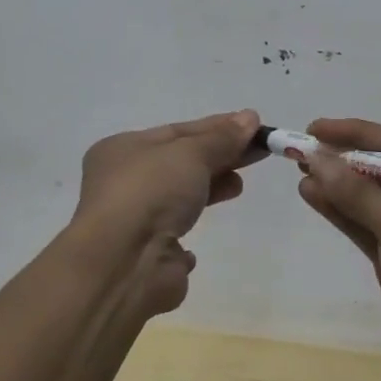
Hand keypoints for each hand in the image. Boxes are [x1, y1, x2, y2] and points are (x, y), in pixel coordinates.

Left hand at [69, 109, 265, 316]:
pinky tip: (207, 225)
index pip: (178, 131)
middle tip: (258, 152)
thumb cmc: (151, 192)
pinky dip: (190, 228)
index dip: (217, 128)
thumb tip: (250, 117)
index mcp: (123, 149)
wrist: (124, 263)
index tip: (253, 127)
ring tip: (239, 185)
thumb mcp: (191, 153)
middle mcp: (124, 182)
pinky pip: (173, 234)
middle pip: (181, 162)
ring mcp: (135, 219)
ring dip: (211, 187)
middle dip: (219, 156)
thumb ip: (222, 138)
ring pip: (179, 196)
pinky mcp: (149, 254)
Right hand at [293, 118, 380, 380]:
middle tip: (300, 149)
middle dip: (343, 159)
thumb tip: (316, 156)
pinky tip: (313, 195)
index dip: (355, 133)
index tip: (315, 129)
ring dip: (337, 185)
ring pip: (371, 197)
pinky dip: (341, 211)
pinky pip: (366, 224)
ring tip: (299, 170)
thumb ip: (359, 195)